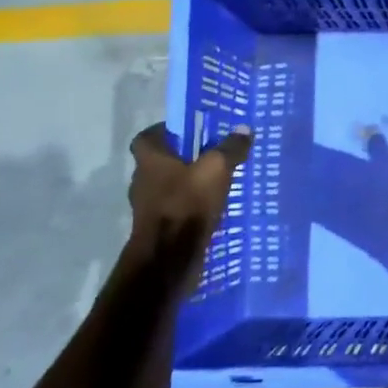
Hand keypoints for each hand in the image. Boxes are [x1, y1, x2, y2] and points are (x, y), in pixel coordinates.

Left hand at [122, 123, 252, 301]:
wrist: (169, 258)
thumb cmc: (187, 204)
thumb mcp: (216, 169)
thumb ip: (230, 148)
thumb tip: (243, 129)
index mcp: (150, 161)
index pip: (146, 137)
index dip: (165, 131)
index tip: (189, 131)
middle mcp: (143, 181)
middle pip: (160, 162)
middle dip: (184, 158)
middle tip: (211, 154)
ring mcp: (148, 207)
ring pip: (169, 187)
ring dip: (188, 184)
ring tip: (217, 181)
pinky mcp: (158, 229)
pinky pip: (176, 209)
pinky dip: (190, 206)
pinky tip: (212, 208)